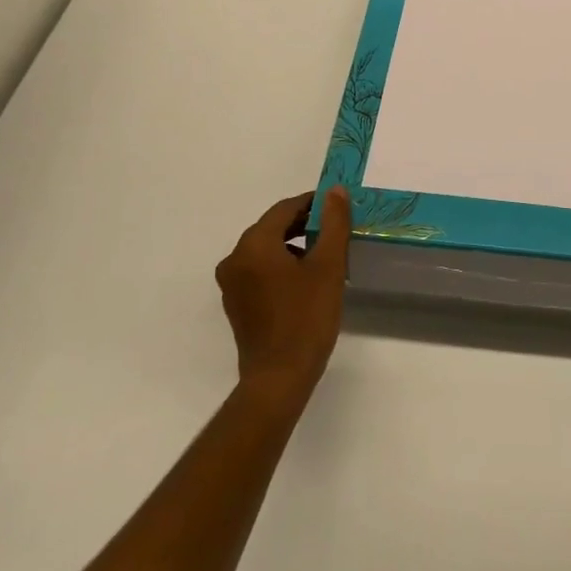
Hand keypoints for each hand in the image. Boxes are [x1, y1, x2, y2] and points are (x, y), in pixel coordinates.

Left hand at [215, 187, 350, 405]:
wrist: (279, 379)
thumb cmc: (306, 317)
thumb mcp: (328, 265)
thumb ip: (333, 223)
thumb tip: (335, 191)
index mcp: (254, 244)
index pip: (285, 209)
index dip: (313, 204)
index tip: (338, 208)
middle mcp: (235, 258)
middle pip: (273, 228)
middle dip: (305, 225)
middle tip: (335, 232)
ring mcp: (232, 283)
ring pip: (267, 250)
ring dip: (294, 246)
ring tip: (325, 257)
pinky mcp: (236, 304)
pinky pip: (260, 271)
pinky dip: (282, 266)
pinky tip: (306, 281)